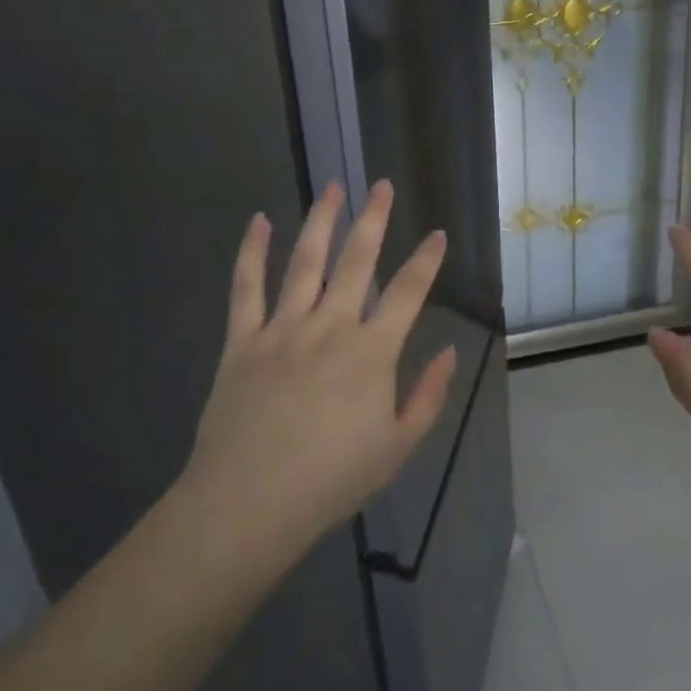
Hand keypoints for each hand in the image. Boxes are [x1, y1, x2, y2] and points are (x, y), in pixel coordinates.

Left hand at [179, 180, 455, 556]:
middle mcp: (330, 326)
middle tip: (381, 185)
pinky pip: (246, 287)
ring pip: (305, 262)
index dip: (426, 260)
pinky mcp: (243, 339)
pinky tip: (259, 220)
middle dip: (373, 219)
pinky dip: (252, 251)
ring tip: (333, 187)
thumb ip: (427, 396)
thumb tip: (448, 350)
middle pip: (357, 261)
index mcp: (371, 352)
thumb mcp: (397, 448)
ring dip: (321, 221)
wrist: (250, 504)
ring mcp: (283, 328)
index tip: (436, 233)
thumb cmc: (331, 481)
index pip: (408, 293)